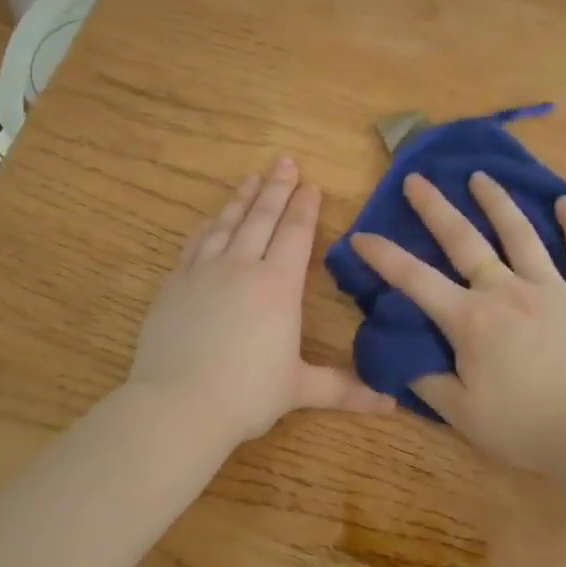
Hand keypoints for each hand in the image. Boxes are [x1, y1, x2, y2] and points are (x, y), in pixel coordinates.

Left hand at [127, 158, 396, 445]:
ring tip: (252, 177)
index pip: (295, 234)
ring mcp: (203, 272)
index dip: (305, 207)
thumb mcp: (299, 389)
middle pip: (262, 217)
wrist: (178, 404)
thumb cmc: (247, 394)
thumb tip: (390, 404)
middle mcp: (242, 267)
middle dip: (276, 188)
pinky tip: (212, 218)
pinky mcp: (175, 284)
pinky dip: (208, 225)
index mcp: (278, 286)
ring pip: (227, 223)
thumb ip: (344, 389)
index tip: (310, 184)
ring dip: (242, 198)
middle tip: (284, 161)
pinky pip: (195, 243)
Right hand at [352, 172, 565, 474]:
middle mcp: (506, 292)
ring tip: (480, 177)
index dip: (384, 256)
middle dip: (435, 208)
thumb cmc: (523, 428)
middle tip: (416, 179)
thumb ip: (427, 380)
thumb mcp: (461, 414)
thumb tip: (401, 355)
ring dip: (497, 202)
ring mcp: (552, 289)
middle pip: (464, 240)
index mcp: (470, 320)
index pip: (415, 280)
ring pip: (520, 234)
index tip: (361, 235)